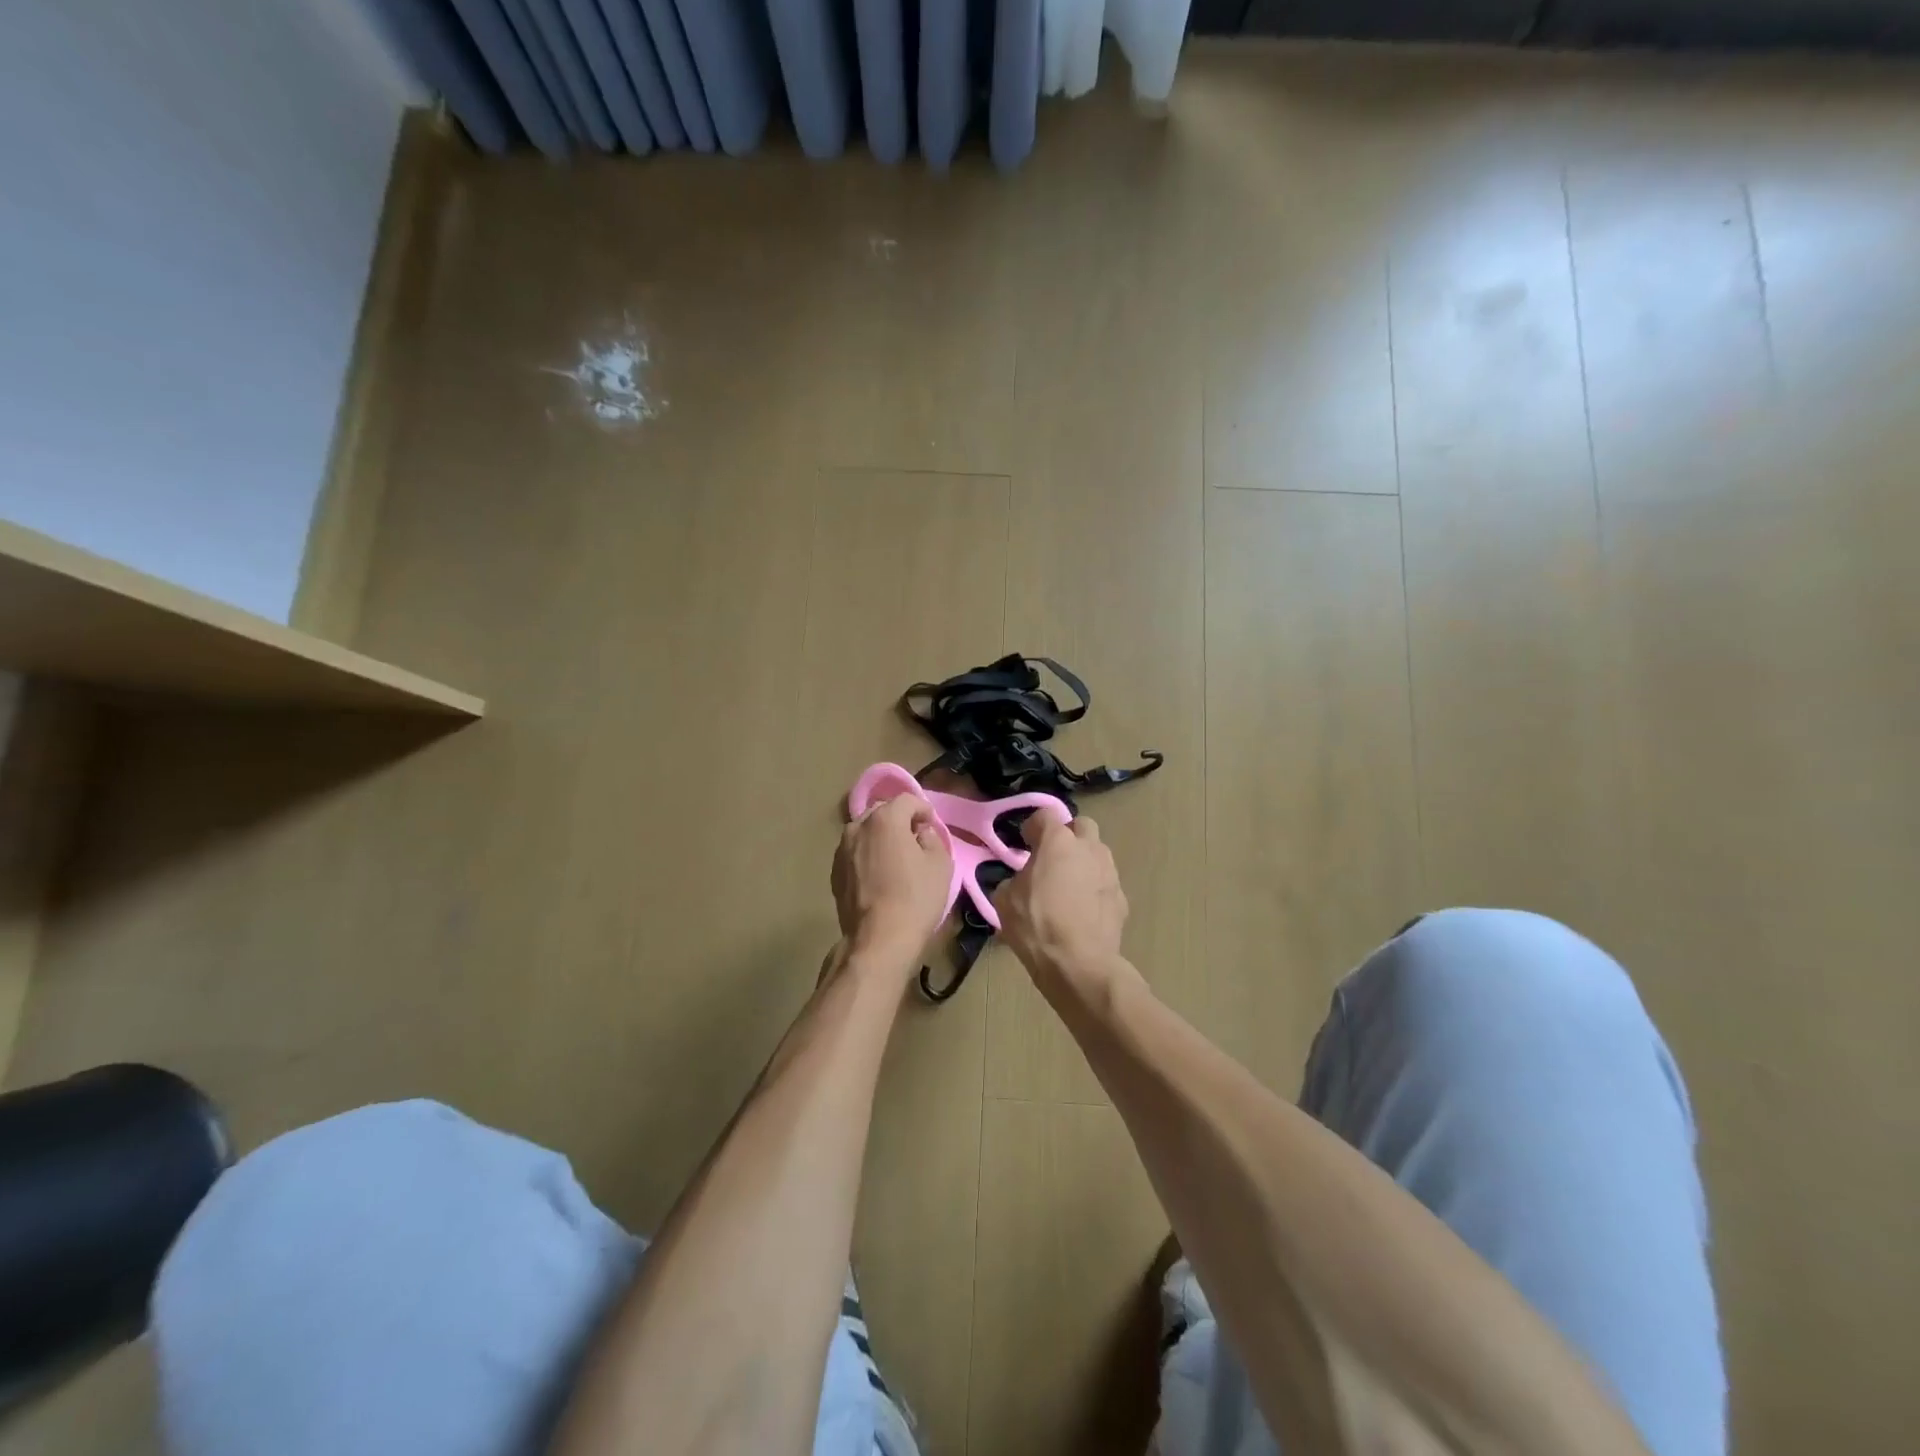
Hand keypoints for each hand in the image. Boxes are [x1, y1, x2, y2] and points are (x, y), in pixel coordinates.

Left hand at [832, 793, 951, 966]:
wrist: (878, 939)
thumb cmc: (915, 898)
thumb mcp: (940, 864)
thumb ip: (932, 839)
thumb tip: (920, 833)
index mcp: (885, 819)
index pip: (907, 800)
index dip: (923, 809)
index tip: (931, 825)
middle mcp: (858, 827)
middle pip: (882, 812)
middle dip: (899, 820)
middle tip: (915, 839)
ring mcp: (841, 850)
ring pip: (865, 832)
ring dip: (881, 838)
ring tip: (895, 858)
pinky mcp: (834, 872)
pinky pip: (855, 853)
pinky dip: (867, 855)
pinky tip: (879, 876)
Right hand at [997, 814, 1127, 980]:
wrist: (1080, 964)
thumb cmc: (1037, 925)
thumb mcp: (1004, 900)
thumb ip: (1011, 880)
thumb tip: (1019, 882)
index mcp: (1058, 842)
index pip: (1046, 814)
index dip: (1034, 826)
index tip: (1025, 843)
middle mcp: (1089, 848)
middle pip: (1082, 825)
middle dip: (1068, 836)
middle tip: (1052, 858)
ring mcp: (1109, 872)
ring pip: (1098, 853)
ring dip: (1083, 861)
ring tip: (1068, 886)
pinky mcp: (1122, 898)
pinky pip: (1105, 883)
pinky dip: (1094, 889)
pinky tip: (1082, 911)